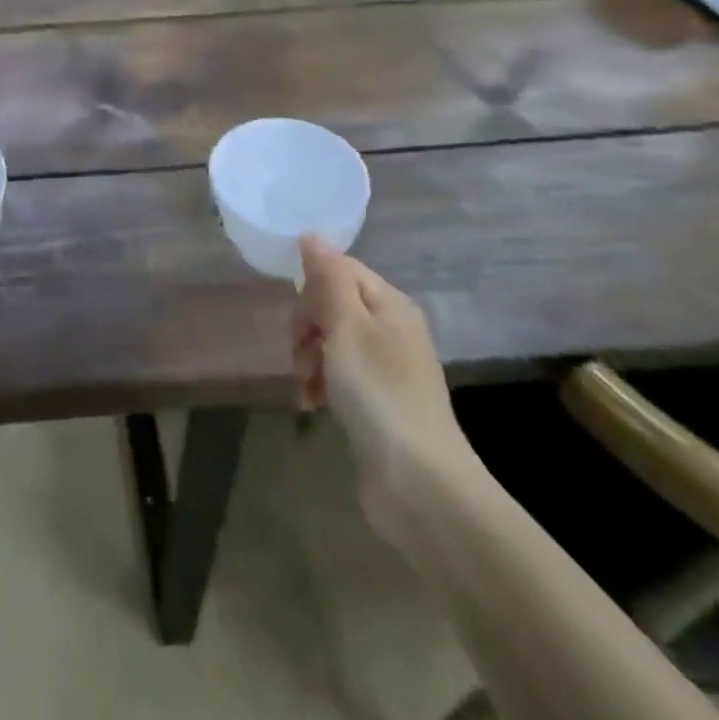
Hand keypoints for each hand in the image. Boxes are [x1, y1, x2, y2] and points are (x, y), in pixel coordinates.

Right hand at [293, 236, 478, 540]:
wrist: (419, 484)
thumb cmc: (379, 393)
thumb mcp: (347, 326)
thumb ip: (328, 278)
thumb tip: (311, 236)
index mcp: (391, 304)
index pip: (340, 268)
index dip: (312, 287)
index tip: (299, 318)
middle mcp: (392, 329)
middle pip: (333, 304)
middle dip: (307, 325)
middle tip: (302, 352)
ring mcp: (387, 367)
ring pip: (331, 341)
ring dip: (310, 358)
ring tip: (306, 385)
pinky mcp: (378, 402)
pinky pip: (339, 375)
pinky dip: (321, 384)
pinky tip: (312, 403)